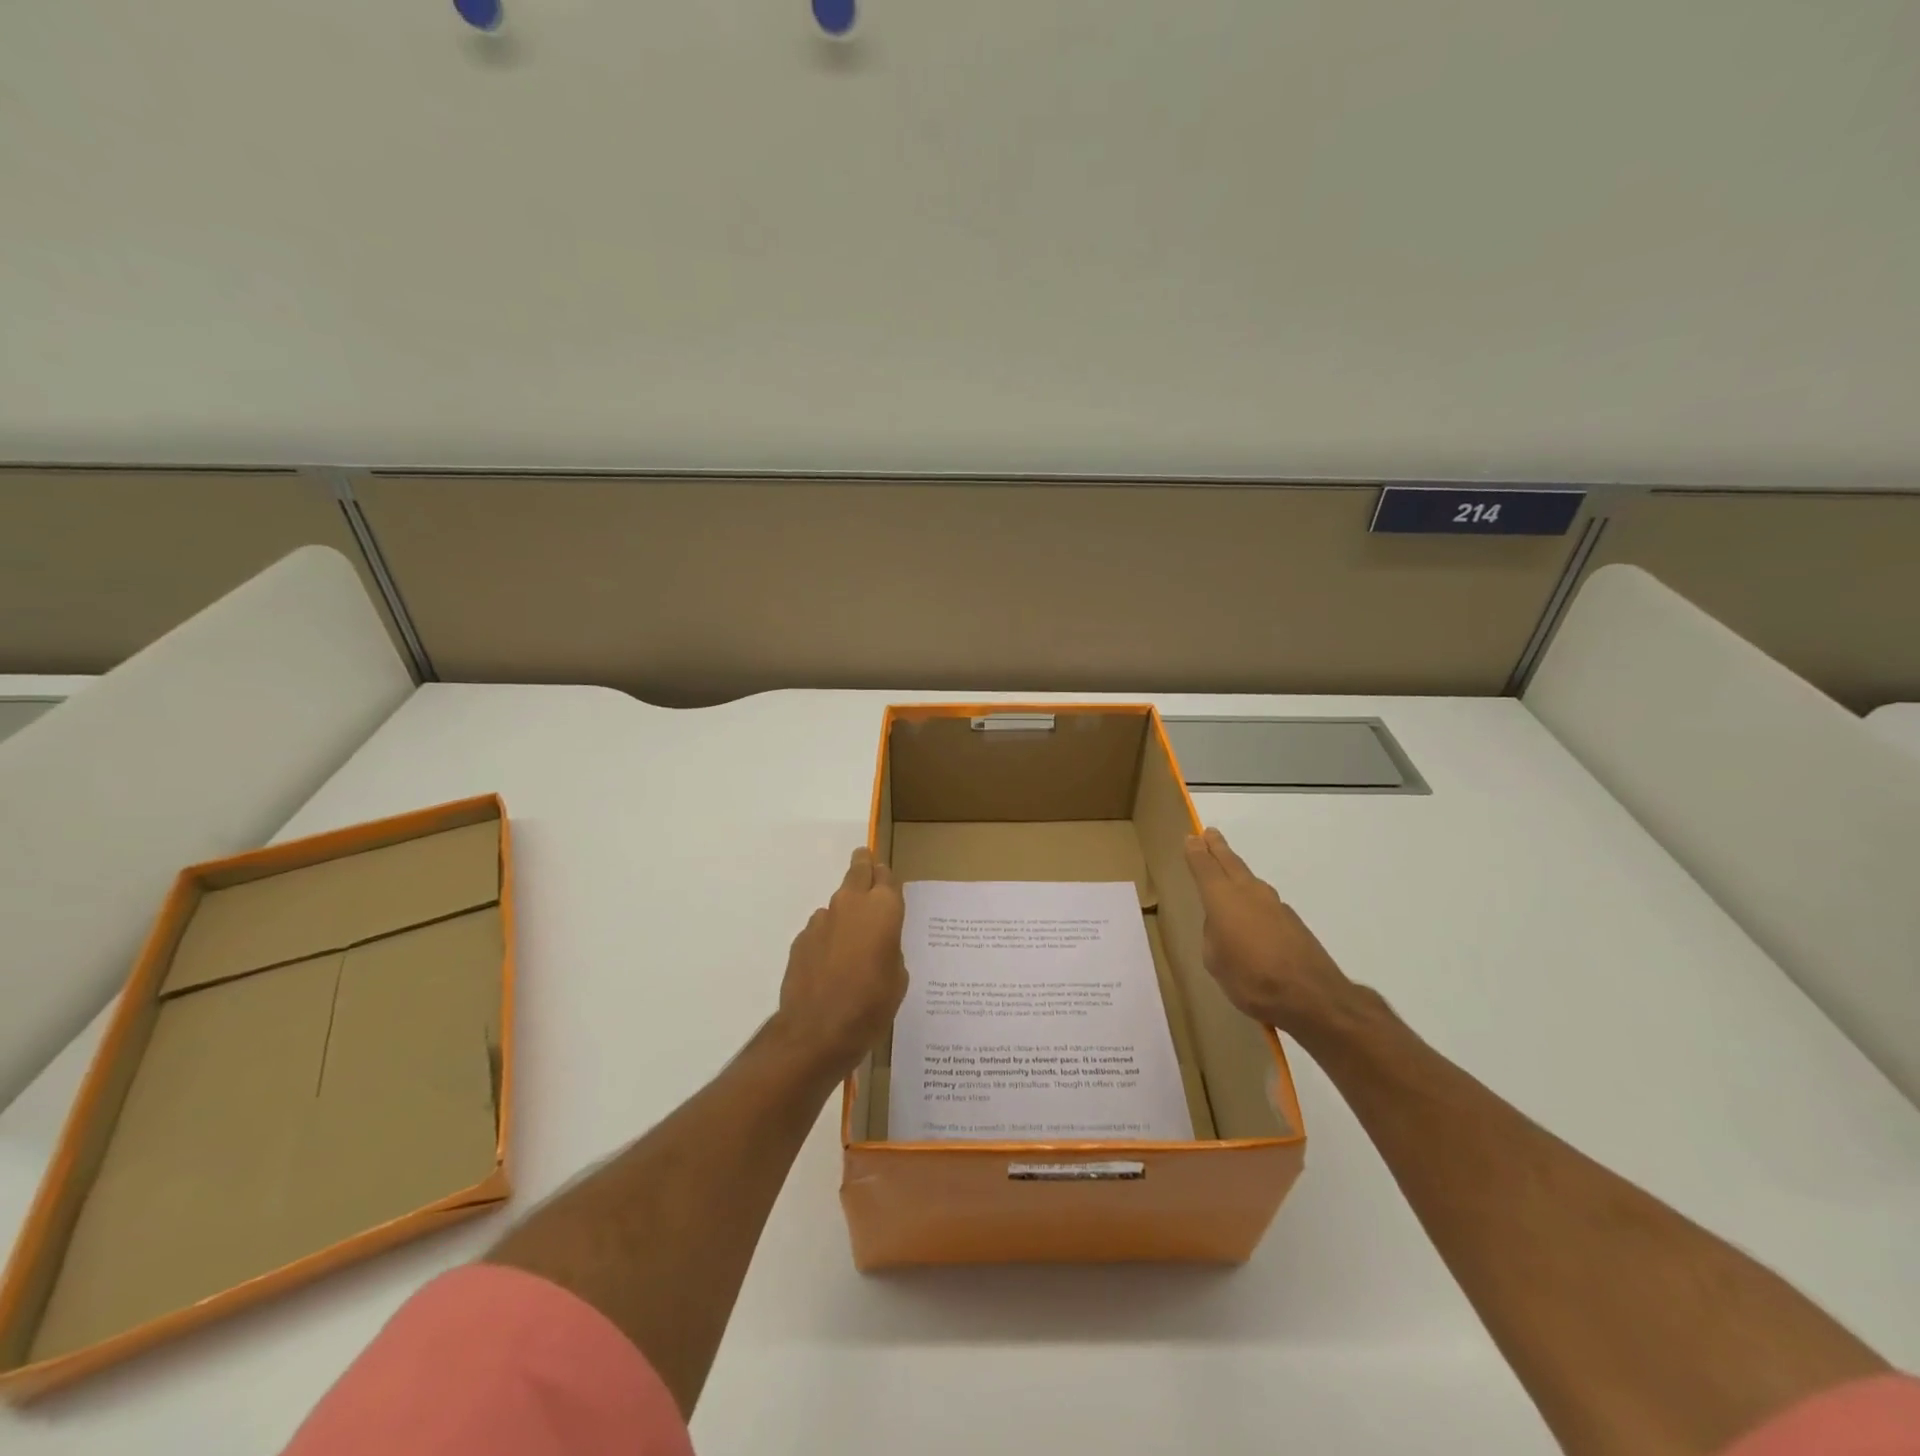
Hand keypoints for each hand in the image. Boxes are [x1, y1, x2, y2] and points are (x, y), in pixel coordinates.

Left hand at [774, 846, 907, 1078]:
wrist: (817, 1031)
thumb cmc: (871, 1005)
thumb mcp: (898, 978)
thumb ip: (890, 949)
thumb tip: (877, 944)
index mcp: (883, 909)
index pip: (886, 875)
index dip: (886, 876)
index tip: (886, 878)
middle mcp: (851, 904)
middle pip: (858, 870)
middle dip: (863, 865)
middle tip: (866, 864)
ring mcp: (822, 919)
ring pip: (838, 903)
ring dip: (845, 913)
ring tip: (851, 942)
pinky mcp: (801, 939)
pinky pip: (821, 929)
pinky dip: (828, 938)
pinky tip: (831, 965)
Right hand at [1184, 827, 1354, 1036]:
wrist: (1311, 995)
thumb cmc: (1250, 977)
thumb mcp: (1215, 961)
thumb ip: (1213, 936)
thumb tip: (1222, 926)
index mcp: (1222, 898)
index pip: (1204, 866)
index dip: (1195, 851)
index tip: (1191, 837)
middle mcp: (1248, 892)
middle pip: (1230, 862)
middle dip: (1218, 848)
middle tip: (1209, 834)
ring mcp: (1274, 905)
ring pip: (1249, 880)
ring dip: (1236, 871)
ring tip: (1227, 871)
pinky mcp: (1292, 921)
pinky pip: (1264, 902)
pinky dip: (1253, 900)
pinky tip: (1251, 917)